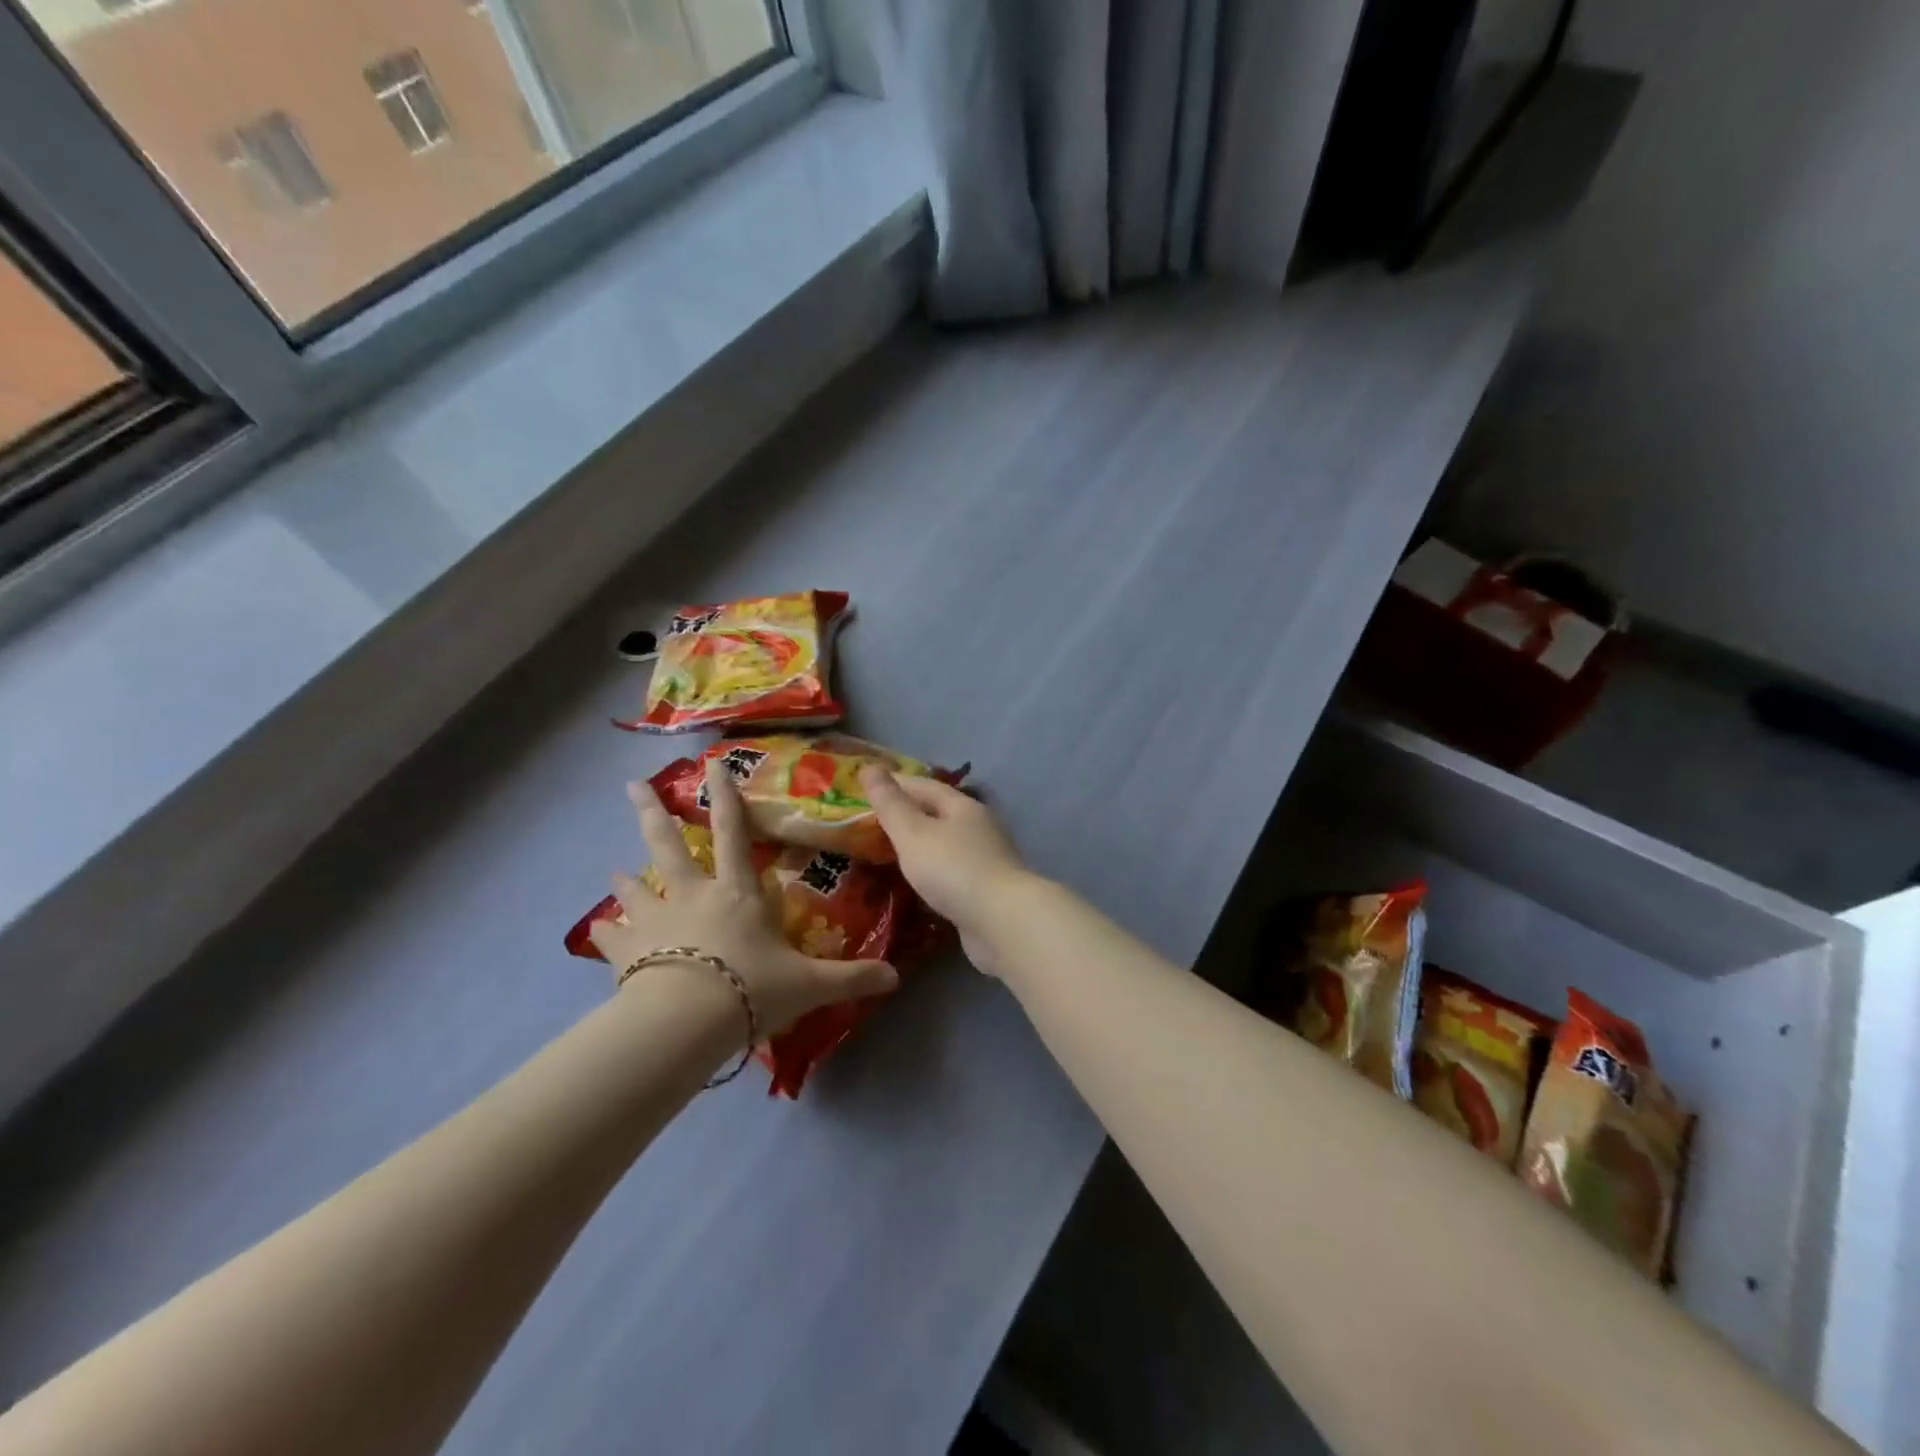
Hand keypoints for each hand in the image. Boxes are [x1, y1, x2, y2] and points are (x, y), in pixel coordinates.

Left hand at [590, 760, 897, 1035]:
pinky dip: (604, 933)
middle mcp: (693, 896)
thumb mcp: (809, 985)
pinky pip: (611, 937)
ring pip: (635, 888)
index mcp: (737, 893)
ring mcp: (655, 921)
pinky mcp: (627, 953)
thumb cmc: (751, 989)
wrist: (686, 1021)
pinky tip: (596, 931)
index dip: (727, 798)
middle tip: (631, 785)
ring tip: (612, 871)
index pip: (734, 834)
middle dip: (652, 812)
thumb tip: (895, 977)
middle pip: (668, 845)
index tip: (713, 764)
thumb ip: (851, 978)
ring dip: (625, 879)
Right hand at [859, 767, 1033, 975]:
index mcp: (964, 807)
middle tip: (873, 822)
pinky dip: (931, 873)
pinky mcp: (987, 891)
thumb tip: (869, 767)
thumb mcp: (913, 833)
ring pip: (946, 844)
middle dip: (908, 814)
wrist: (1003, 922)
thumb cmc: (954, 869)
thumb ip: (890, 804)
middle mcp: (979, 828)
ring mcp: (987, 860)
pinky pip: (952, 873)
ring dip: (920, 845)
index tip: (867, 786)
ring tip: (889, 852)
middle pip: (939, 813)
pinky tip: (917, 884)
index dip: (896, 783)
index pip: (925, 785)